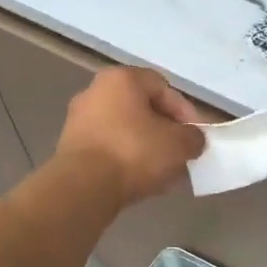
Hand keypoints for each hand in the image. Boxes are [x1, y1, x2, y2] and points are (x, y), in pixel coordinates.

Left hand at [55, 67, 206, 204]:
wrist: (83, 187)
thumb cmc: (134, 153)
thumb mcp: (178, 144)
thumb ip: (193, 138)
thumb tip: (192, 140)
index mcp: (121, 79)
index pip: (163, 87)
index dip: (185, 111)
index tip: (195, 136)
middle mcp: (95, 91)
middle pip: (142, 108)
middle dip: (165, 131)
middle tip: (180, 153)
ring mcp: (79, 119)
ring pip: (125, 129)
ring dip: (146, 146)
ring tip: (163, 171)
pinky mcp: (71, 146)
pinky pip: (108, 147)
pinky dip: (125, 159)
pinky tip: (140, 179)